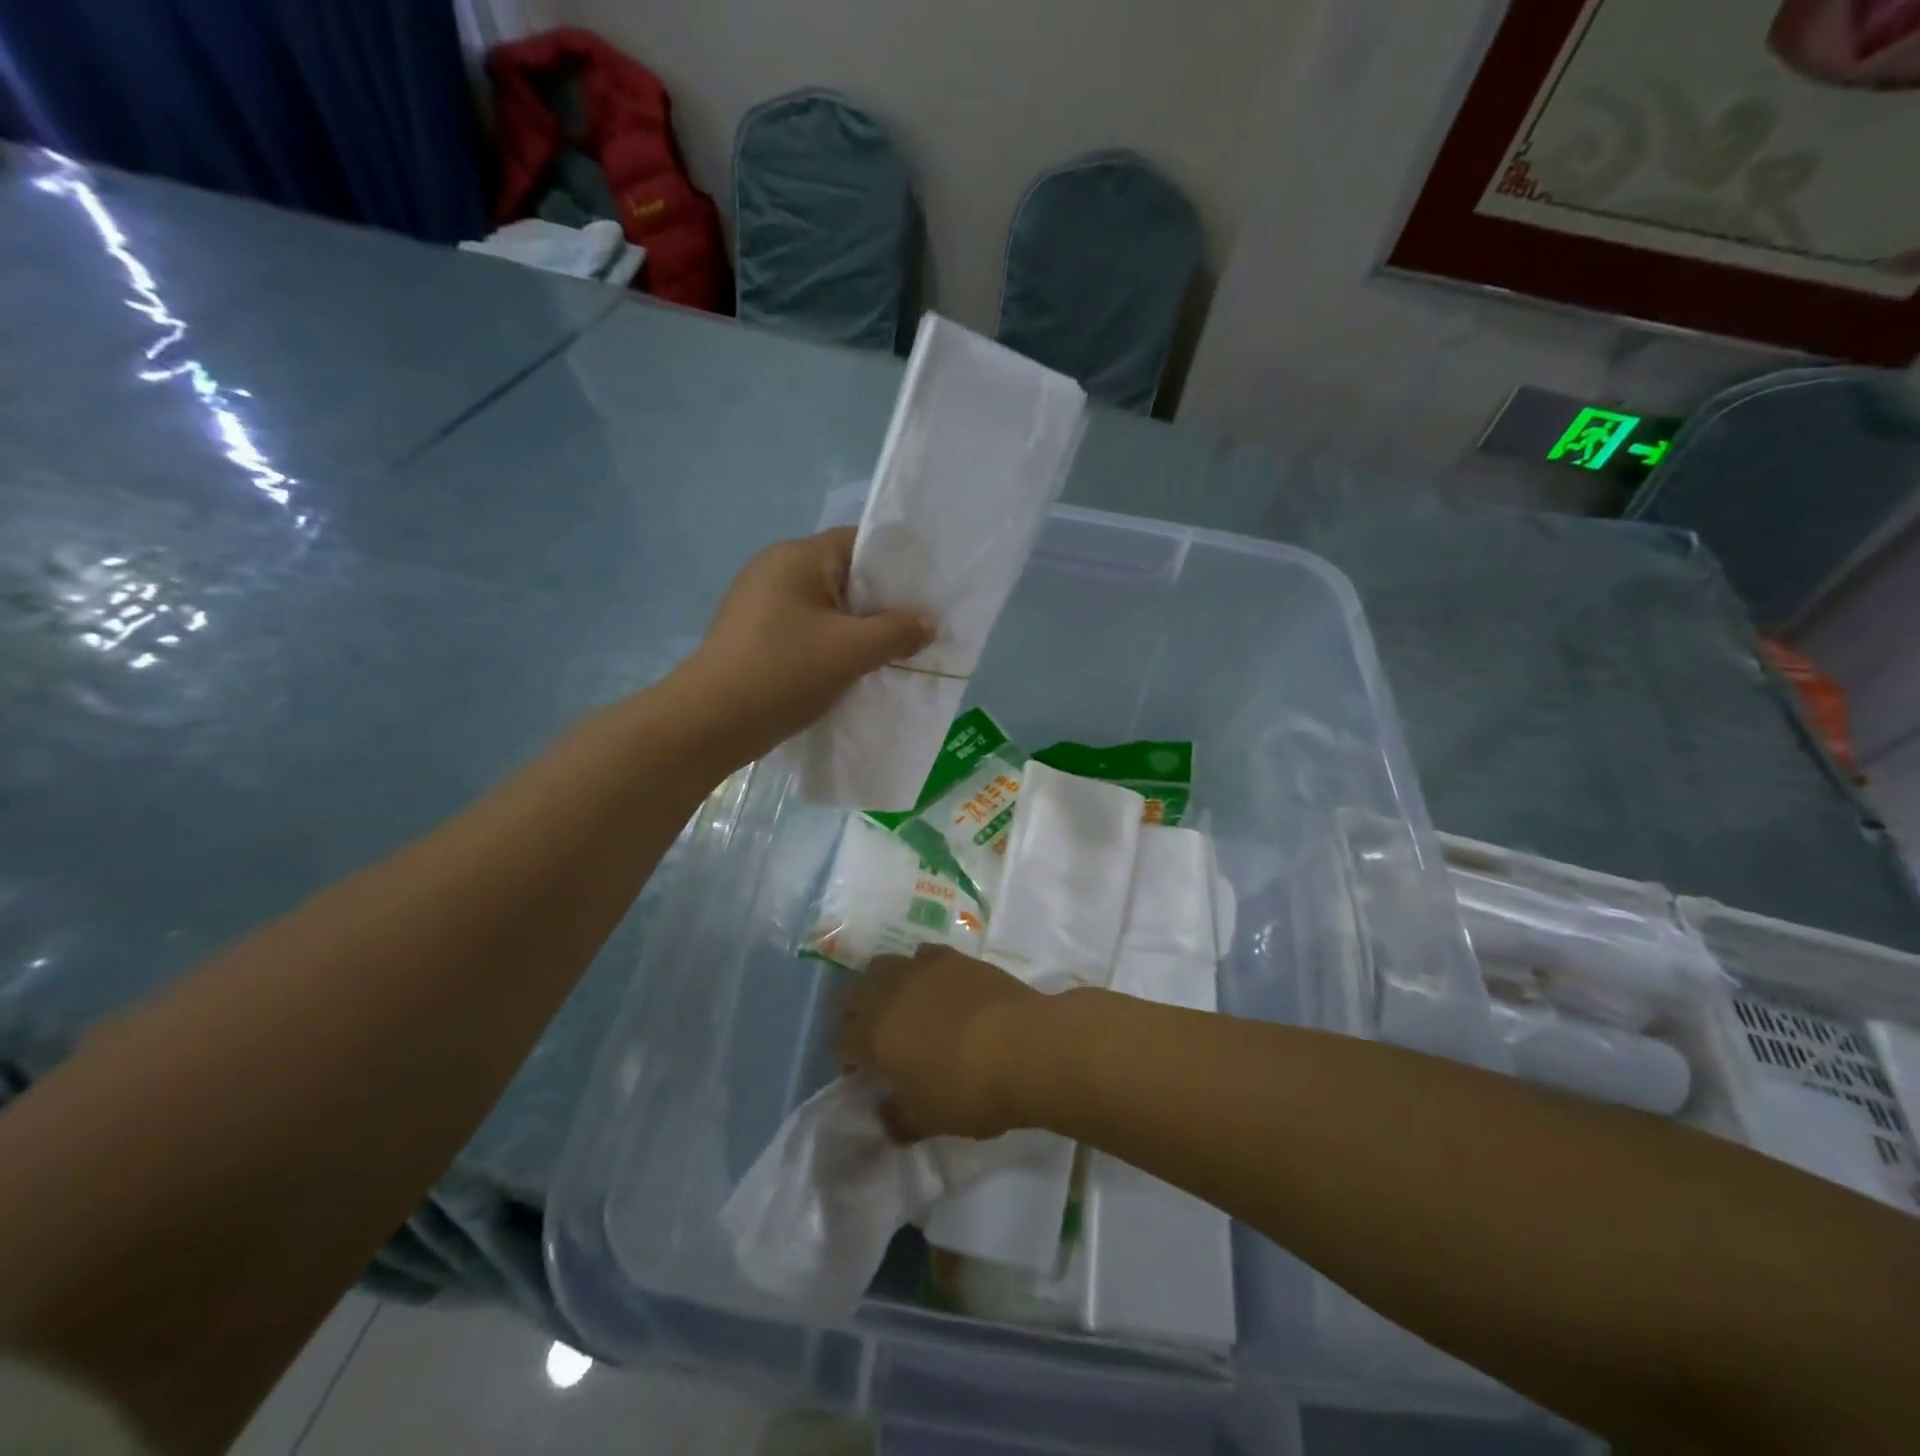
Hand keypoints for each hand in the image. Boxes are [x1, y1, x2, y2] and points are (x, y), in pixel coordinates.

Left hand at [677, 528, 933, 764]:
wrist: (709, 724)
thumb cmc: (783, 672)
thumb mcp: (851, 650)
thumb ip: (897, 631)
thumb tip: (928, 622)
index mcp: (797, 557)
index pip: (860, 543)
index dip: (898, 566)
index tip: (928, 595)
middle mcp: (776, 570)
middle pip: (845, 576)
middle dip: (883, 603)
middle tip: (919, 628)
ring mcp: (762, 605)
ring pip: (828, 608)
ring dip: (860, 629)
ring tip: (894, 652)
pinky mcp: (757, 636)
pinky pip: (809, 631)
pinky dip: (834, 646)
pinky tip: (855, 670)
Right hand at [838, 945, 1044, 1140]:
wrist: (1026, 1045)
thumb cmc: (970, 1090)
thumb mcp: (929, 1119)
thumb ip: (898, 1118)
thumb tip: (885, 1114)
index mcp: (873, 1036)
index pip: (843, 1041)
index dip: (849, 1059)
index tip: (864, 1075)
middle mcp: (888, 993)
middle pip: (855, 995)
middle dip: (858, 1016)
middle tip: (877, 1039)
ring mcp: (922, 969)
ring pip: (884, 966)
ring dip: (883, 986)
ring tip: (903, 1007)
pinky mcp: (954, 956)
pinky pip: (923, 956)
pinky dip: (920, 969)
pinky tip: (936, 986)